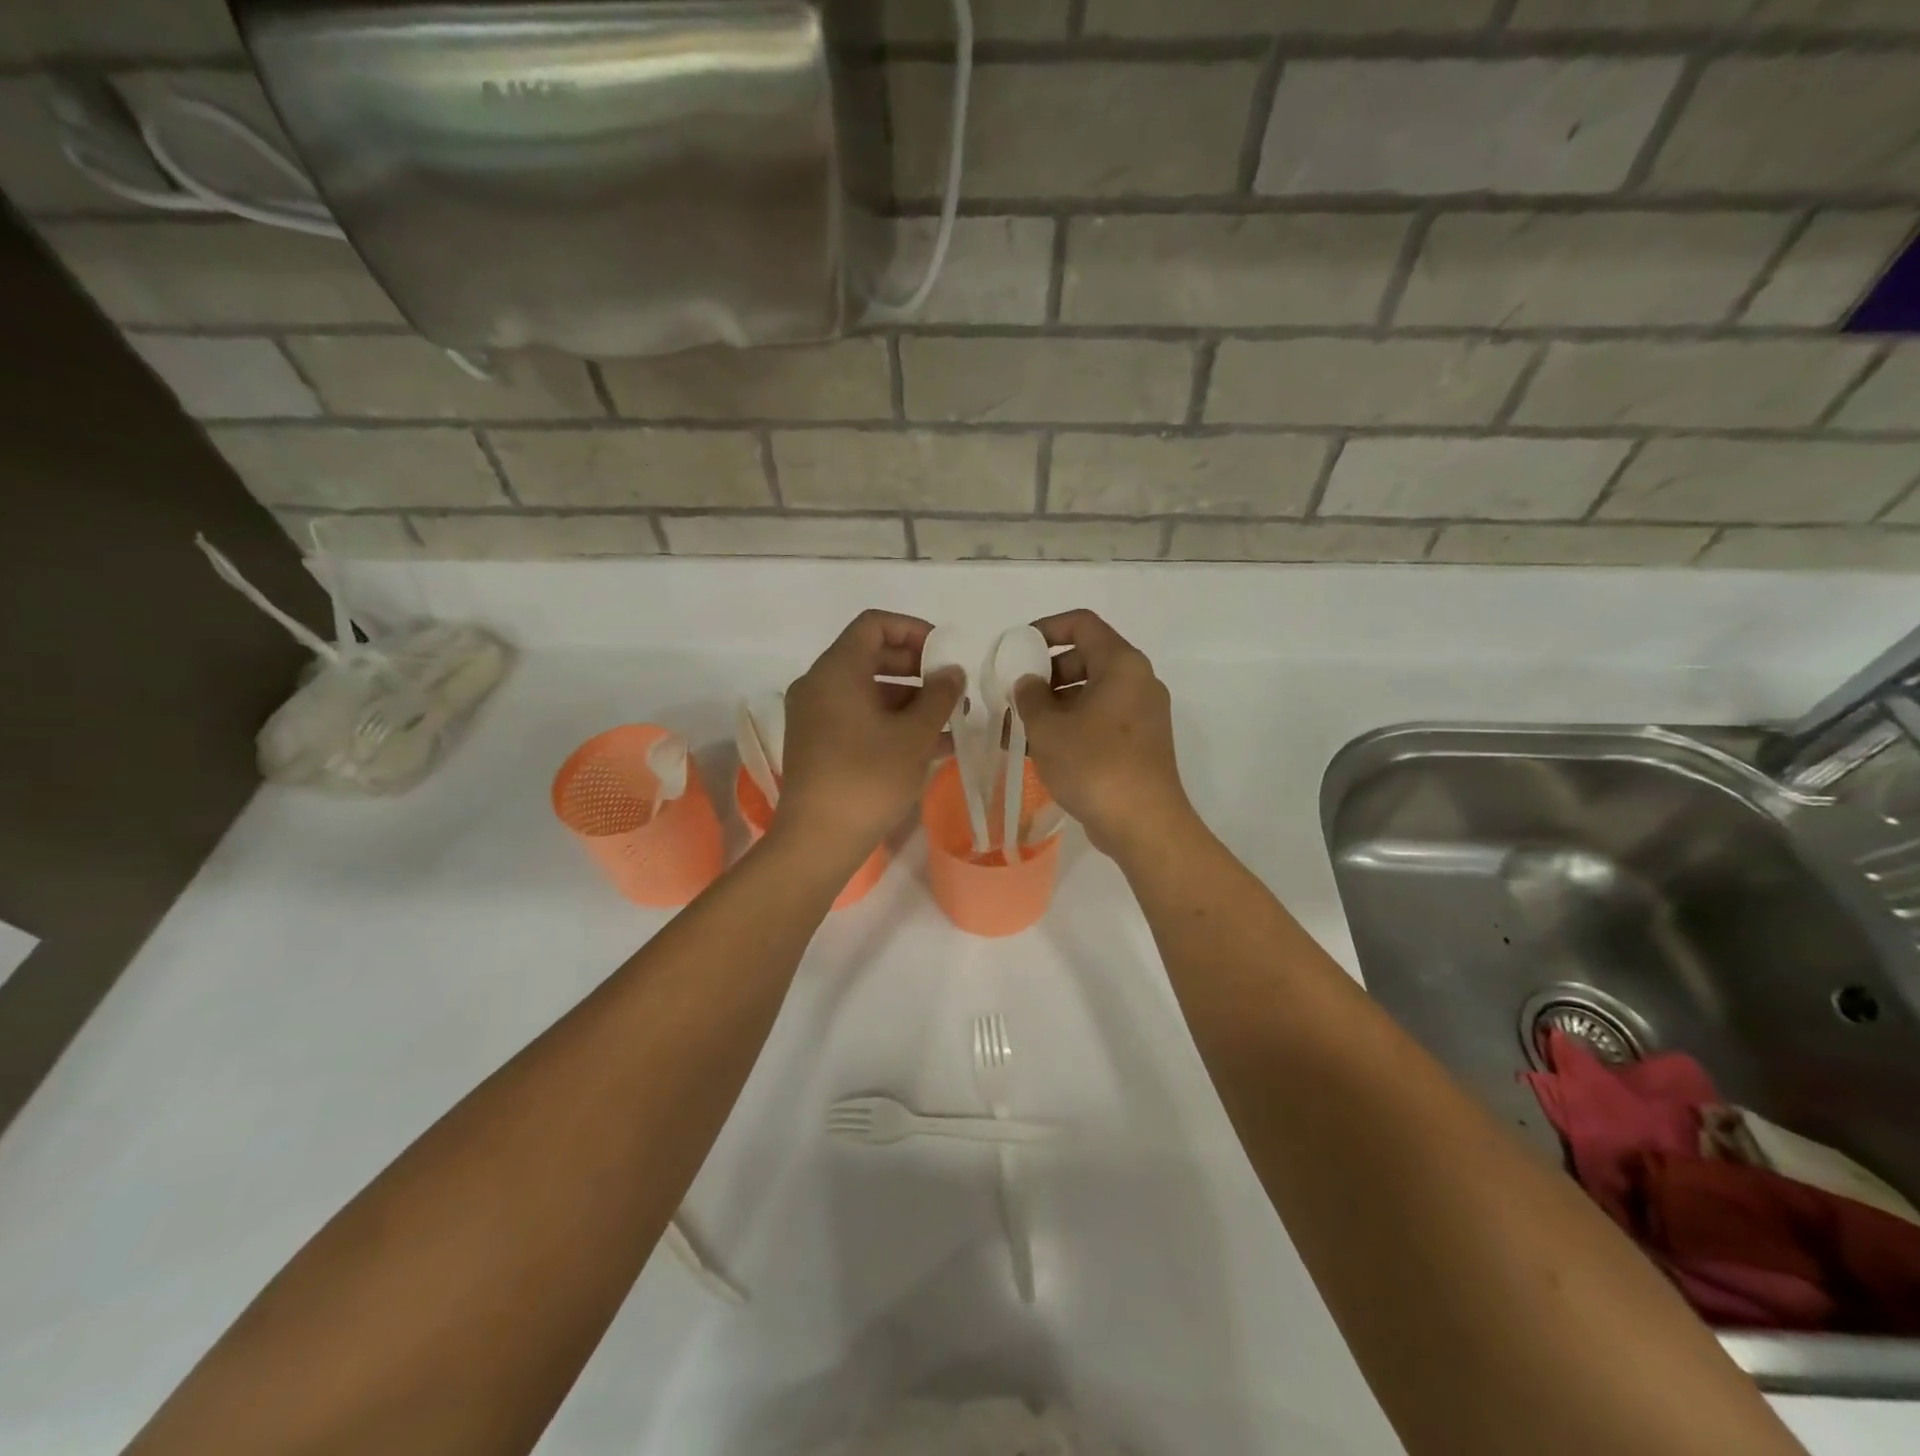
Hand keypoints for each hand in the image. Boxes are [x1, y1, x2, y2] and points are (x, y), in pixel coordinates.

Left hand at [780, 610, 963, 863]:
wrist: (817, 840)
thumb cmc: (868, 779)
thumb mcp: (914, 735)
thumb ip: (939, 696)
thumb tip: (952, 672)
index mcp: (837, 670)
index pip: (874, 625)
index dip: (914, 631)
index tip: (945, 654)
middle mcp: (820, 684)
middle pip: (871, 656)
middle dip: (917, 668)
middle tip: (952, 688)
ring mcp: (816, 716)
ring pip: (868, 691)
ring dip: (910, 700)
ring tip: (951, 721)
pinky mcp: (819, 744)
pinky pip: (859, 717)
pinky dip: (891, 722)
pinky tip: (931, 744)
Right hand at [1013, 610, 1196, 861]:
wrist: (1143, 824)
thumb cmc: (1093, 764)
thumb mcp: (1048, 727)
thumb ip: (1030, 696)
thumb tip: (1028, 682)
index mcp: (1121, 664)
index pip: (1082, 624)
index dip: (1046, 628)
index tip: (1017, 649)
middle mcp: (1138, 681)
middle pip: (1086, 658)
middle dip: (1045, 674)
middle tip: (1015, 696)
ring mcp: (1143, 714)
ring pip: (1091, 693)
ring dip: (1054, 705)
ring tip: (1018, 730)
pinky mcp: (1141, 743)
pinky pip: (1101, 719)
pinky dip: (1072, 725)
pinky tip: (1042, 750)